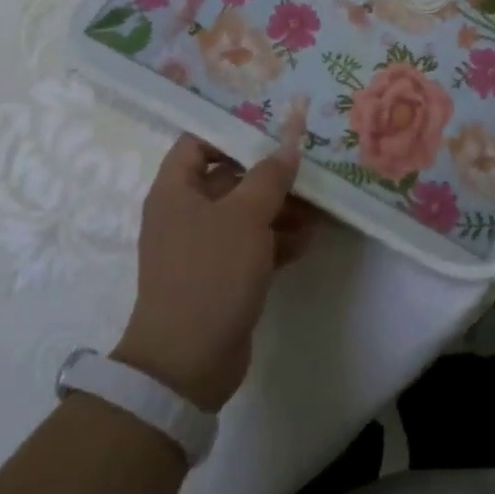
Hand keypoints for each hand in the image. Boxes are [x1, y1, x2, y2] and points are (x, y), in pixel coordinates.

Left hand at [112, 124, 317, 411]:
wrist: (187, 363)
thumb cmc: (211, 272)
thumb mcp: (246, 216)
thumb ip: (270, 175)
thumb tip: (290, 140)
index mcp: (176, 189)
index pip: (199, 141)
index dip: (234, 130)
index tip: (274, 130)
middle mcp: (185, 212)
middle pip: (229, 177)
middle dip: (270, 174)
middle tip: (309, 169)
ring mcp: (202, 247)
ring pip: (245, 213)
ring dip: (280, 209)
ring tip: (319, 208)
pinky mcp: (220, 276)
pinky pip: (251, 245)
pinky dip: (276, 240)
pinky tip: (309, 240)